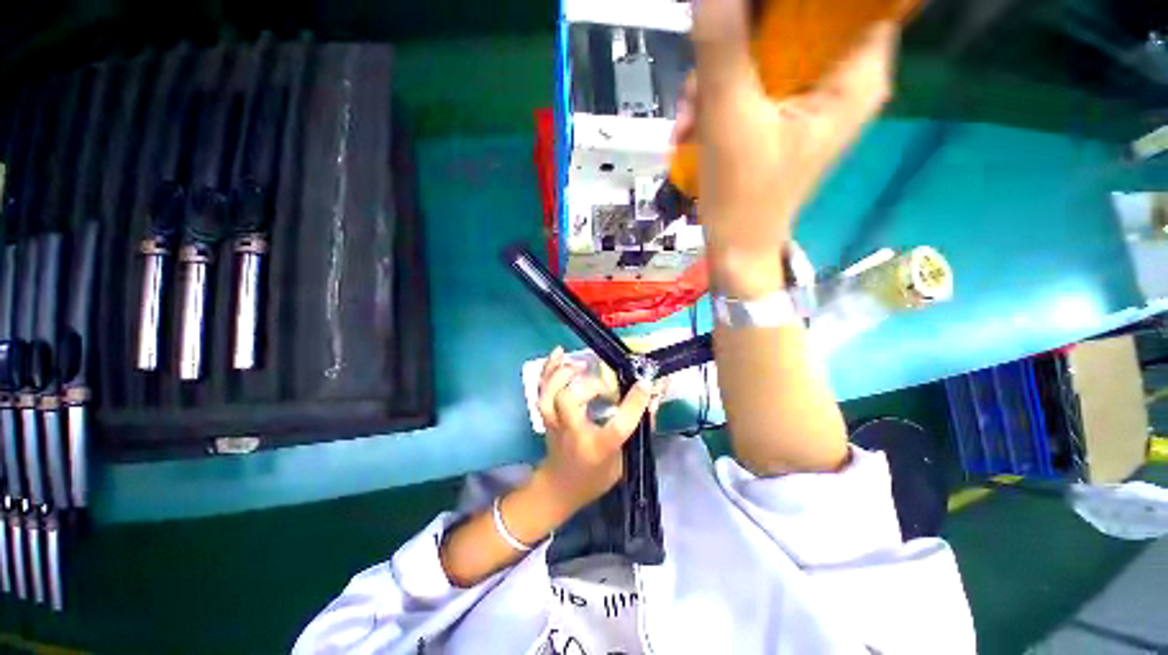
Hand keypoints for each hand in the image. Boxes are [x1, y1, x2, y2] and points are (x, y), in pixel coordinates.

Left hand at [535, 347, 652, 513]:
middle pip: (569, 403)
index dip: (633, 404)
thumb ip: (639, 429)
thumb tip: (652, 397)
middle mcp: (572, 433)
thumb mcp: (624, 461)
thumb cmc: (595, 476)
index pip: (617, 427)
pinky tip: (559, 352)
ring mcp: (554, 422)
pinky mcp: (545, 414)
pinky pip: (541, 388)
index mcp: (597, 450)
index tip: (645, 384)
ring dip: (565, 373)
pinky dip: (548, 368)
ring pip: (550, 394)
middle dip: (589, 385)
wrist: (559, 487)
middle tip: (606, 384)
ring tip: (582, 364)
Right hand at [679, 0, 899, 293]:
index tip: (752, 18)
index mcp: (855, 74)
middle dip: (737, 41)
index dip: (794, 5)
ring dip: (715, 76)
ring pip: (765, 49)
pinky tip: (691, 128)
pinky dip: (716, 98)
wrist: (735, 248)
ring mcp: (807, 97)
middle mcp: (840, 78)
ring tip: (688, 118)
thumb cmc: (743, 196)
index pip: (847, 2)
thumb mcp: (730, 118)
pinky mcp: (780, 114)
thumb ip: (723, 45)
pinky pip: (750, 81)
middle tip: (702, 73)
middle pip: (797, 19)